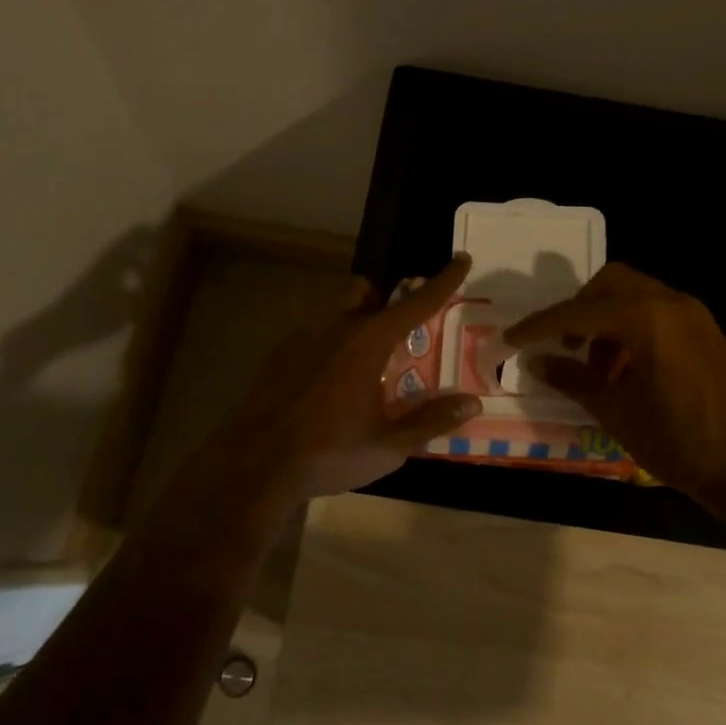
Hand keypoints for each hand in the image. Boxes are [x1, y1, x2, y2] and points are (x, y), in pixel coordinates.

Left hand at [218, 253, 482, 502]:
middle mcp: (337, 328)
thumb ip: (431, 421)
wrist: (254, 465)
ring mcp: (302, 338)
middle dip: (384, 299)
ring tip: (361, 366)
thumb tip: (471, 403)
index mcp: (369, 342)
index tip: (462, 259)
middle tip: (396, 334)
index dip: (444, 281)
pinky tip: (325, 387)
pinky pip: (312, 337)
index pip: (416, 303)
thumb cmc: (329, 452)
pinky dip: (327, 349)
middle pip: (365, 291)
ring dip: (354, 322)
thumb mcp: (388, 445)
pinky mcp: (278, 354)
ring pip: (335, 311)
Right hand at [503, 262, 725, 510]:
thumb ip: (572, 378)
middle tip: (562, 343)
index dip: (541, 325)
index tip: (513, 338)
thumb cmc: (677, 442)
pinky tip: (624, 368)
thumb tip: (535, 362)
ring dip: (606, 318)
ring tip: (594, 366)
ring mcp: (693, 314)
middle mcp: (672, 303)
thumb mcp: (615, 412)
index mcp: (648, 318)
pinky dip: (632, 326)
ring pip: (635, 294)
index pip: (580, 311)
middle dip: (579, 308)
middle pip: (611, 283)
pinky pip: (657, 311)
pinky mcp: (706, 330)